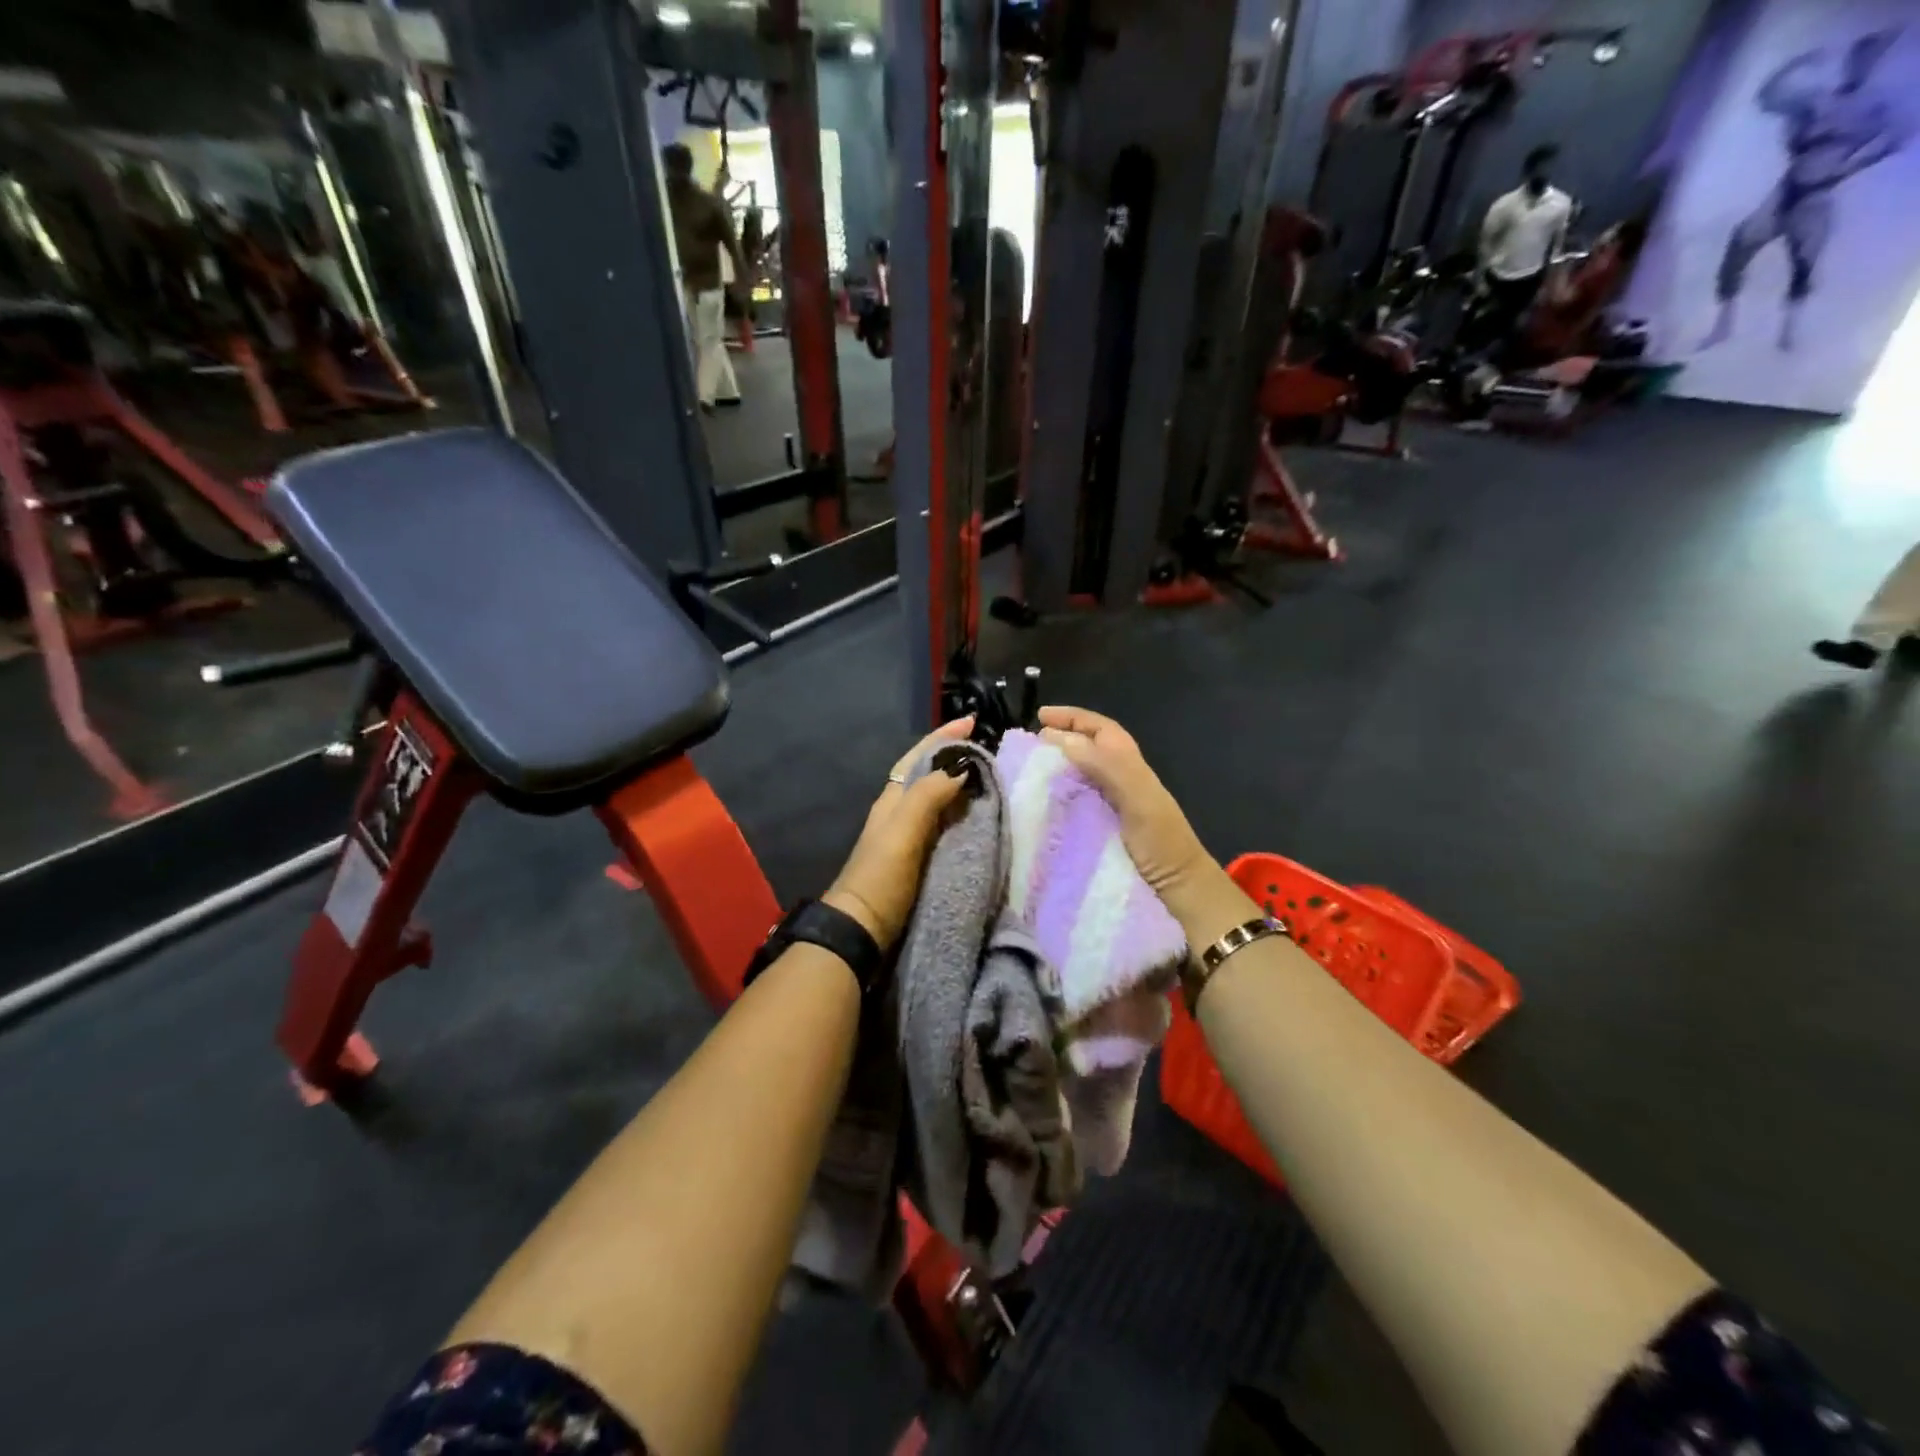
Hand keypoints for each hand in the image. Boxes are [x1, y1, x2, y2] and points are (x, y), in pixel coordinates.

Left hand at [824, 718, 975, 949]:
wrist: (863, 928)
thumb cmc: (882, 875)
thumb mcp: (903, 830)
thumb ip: (928, 795)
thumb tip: (960, 767)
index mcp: (894, 799)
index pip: (920, 757)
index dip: (943, 737)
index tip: (971, 721)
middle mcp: (900, 811)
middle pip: (929, 774)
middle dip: (954, 757)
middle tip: (988, 750)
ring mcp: (909, 836)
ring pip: (938, 798)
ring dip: (960, 785)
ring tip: (990, 780)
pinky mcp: (919, 859)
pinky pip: (945, 825)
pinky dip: (962, 814)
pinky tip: (980, 820)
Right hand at [1036, 705, 1218, 909]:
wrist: (1177, 893)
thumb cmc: (1161, 844)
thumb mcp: (1138, 799)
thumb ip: (1106, 766)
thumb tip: (1060, 738)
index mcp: (1130, 765)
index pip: (1100, 729)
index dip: (1073, 718)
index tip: (1039, 717)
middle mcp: (1118, 780)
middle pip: (1087, 749)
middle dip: (1058, 740)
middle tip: (1024, 746)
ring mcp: (1108, 807)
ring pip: (1077, 775)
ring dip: (1053, 768)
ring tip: (1022, 771)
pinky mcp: (1097, 832)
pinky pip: (1071, 805)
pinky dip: (1052, 799)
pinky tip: (1034, 807)